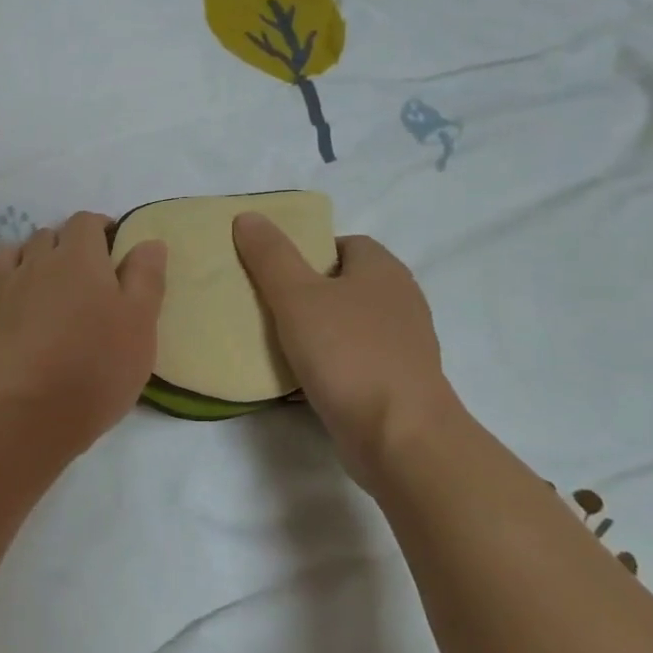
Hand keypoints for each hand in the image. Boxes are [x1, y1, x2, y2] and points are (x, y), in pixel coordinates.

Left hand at [0, 212, 166, 454]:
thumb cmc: (98, 365)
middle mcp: (34, 263)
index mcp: (78, 258)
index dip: (99, 228)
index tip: (111, 248)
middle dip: (62, 246)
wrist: (31, 410)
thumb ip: (146, 277)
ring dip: (19, 260)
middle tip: (80, 276)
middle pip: (45, 236)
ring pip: (3, 255)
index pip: (85, 222)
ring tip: (34, 283)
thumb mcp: (141, 322)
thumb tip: (148, 241)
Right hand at [231, 216, 457, 482]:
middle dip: (308, 291)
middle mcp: (400, 300)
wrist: (399, 436)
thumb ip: (270, 256)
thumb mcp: (296, 296)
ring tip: (277, 340)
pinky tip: (303, 376)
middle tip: (267, 304)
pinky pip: (356, 358)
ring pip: (350, 323)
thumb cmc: (347, 354)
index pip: (343, 244)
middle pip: (345, 283)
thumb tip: (248, 216)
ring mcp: (404, 344)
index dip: (307, 251)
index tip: (273, 272)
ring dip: (318, 329)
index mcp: (383, 270)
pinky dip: (331, 362)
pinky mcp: (399, 381)